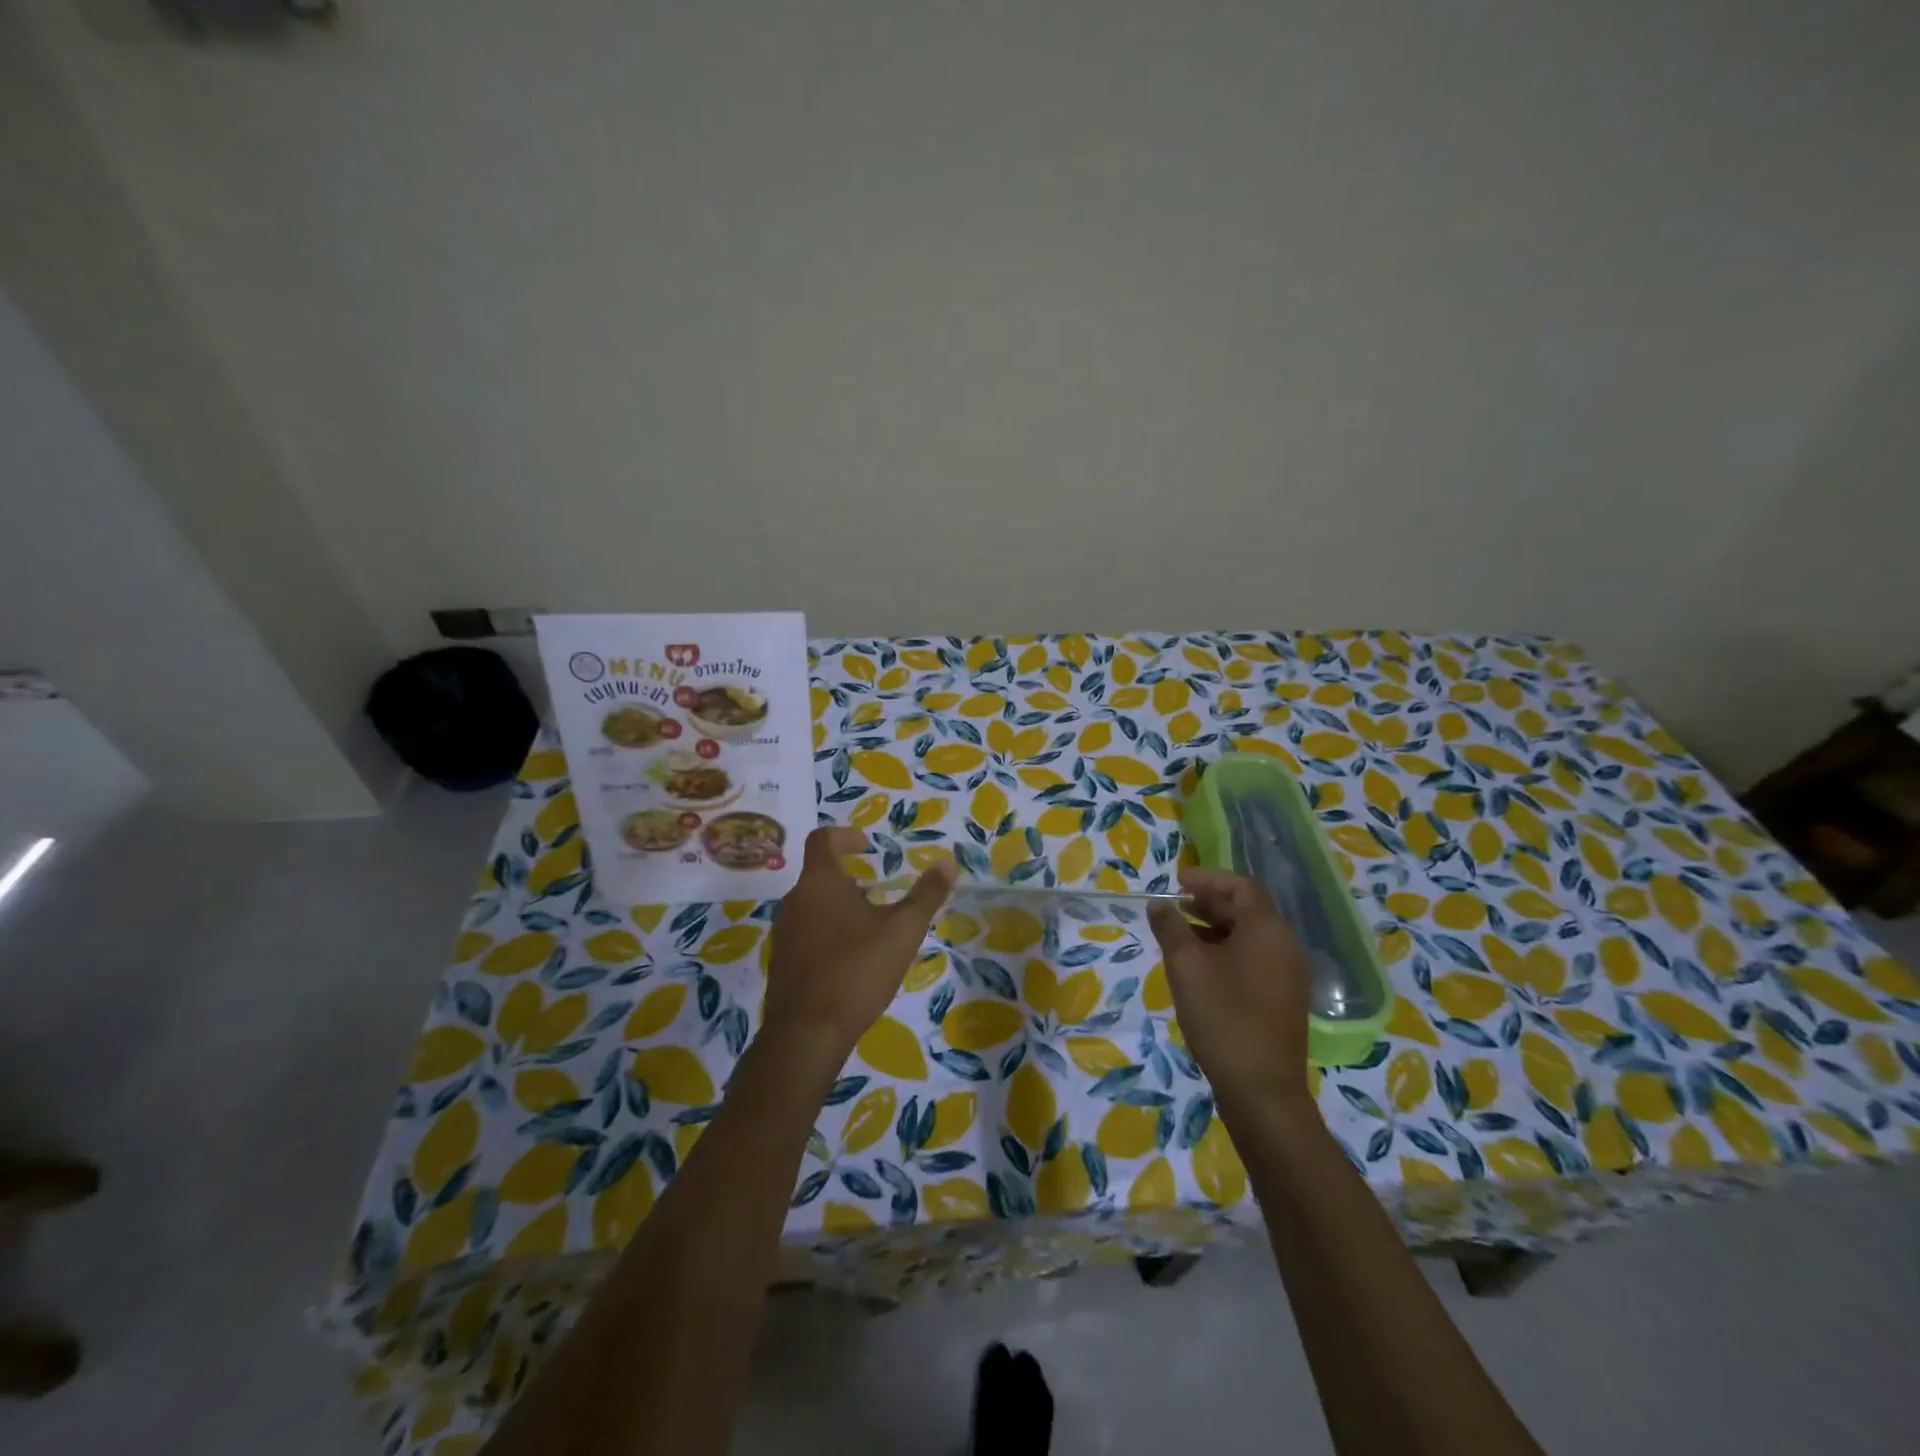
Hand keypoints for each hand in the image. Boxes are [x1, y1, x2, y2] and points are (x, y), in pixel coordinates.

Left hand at [762, 827, 954, 1061]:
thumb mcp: (903, 930)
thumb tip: (947, 863)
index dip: (846, 836)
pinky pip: (805, 934)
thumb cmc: (857, 970)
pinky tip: (850, 961)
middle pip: (819, 875)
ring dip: (839, 908)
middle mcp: (794, 901)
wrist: (806, 1033)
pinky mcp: (781, 963)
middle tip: (879, 894)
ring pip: (812, 906)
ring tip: (870, 929)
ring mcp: (783, 933)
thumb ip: (926, 895)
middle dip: (850, 879)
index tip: (867, 846)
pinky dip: (827, 934)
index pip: (823, 839)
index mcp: (820, 882)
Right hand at [1147, 867, 1313, 1109]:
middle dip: (1210, 902)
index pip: (1241, 886)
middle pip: (1248, 910)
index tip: (1177, 882)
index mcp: (1267, 929)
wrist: (1262, 1089)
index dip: (1209, 878)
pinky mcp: (1284, 1000)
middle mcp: (1286, 945)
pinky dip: (1228, 951)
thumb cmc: (1222, 1016)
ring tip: (1181, 935)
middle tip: (1176, 905)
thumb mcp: (1186, 966)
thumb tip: (1159, 904)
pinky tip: (1201, 968)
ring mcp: (1289, 975)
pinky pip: (1256, 959)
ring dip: (1216, 928)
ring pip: (1251, 936)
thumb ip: (1170, 927)